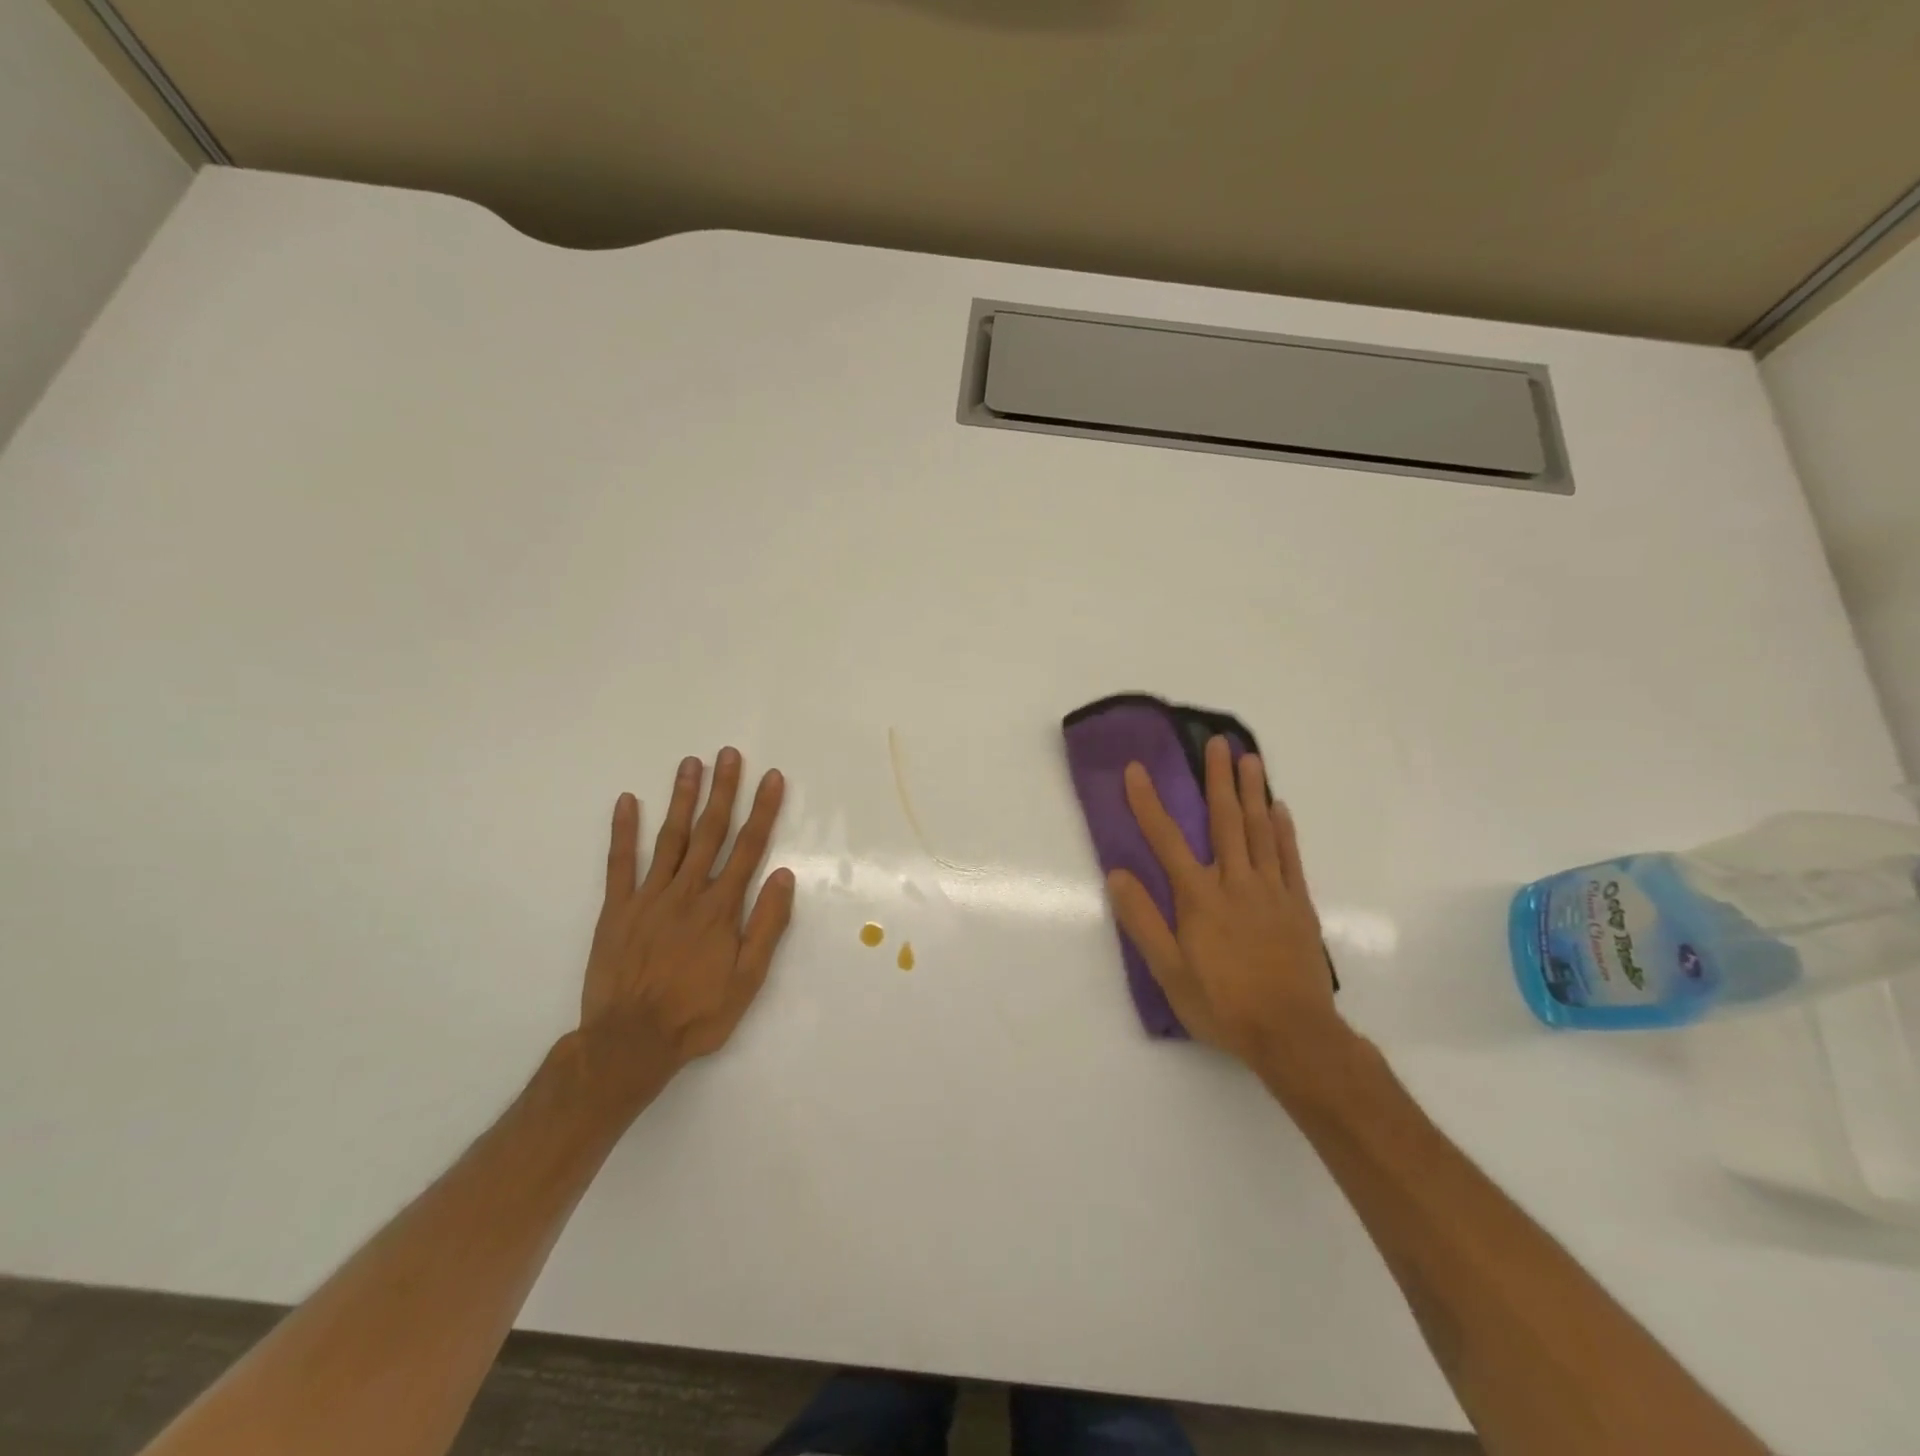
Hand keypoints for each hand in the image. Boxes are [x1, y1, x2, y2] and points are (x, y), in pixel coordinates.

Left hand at [577, 748, 795, 1095]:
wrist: (630, 1043)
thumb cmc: (698, 1013)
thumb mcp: (748, 979)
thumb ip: (766, 925)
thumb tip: (783, 875)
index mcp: (721, 908)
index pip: (748, 847)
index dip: (762, 810)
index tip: (771, 778)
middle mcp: (687, 892)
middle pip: (710, 832)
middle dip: (723, 791)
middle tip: (729, 754)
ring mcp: (648, 897)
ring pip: (670, 838)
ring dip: (682, 798)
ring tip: (690, 764)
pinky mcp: (617, 909)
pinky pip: (620, 863)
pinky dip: (624, 831)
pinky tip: (628, 801)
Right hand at [1107, 736, 1338, 1072]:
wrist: (1292, 1034)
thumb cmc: (1222, 1004)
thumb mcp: (1169, 972)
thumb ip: (1143, 920)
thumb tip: (1117, 875)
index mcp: (1199, 898)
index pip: (1167, 839)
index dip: (1149, 802)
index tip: (1137, 770)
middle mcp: (1235, 883)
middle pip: (1225, 821)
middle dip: (1218, 779)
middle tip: (1219, 742)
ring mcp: (1271, 890)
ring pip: (1260, 830)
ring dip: (1253, 792)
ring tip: (1251, 758)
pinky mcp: (1297, 904)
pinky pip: (1289, 857)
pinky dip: (1283, 829)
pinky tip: (1279, 808)